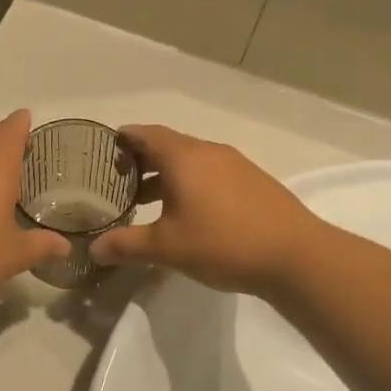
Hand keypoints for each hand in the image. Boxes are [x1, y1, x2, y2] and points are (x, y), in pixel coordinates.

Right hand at [90, 125, 317, 295]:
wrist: (296, 256)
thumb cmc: (223, 243)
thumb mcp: (167, 248)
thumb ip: (126, 245)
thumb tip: (93, 250)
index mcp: (184, 157)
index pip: (146, 134)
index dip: (125, 138)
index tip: (108, 147)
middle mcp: (209, 152)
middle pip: (169, 145)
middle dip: (143, 159)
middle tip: (120, 179)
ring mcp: (236, 165)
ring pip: (192, 160)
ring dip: (168, 174)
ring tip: (149, 200)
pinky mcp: (254, 182)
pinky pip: (212, 173)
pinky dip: (192, 183)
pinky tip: (190, 212)